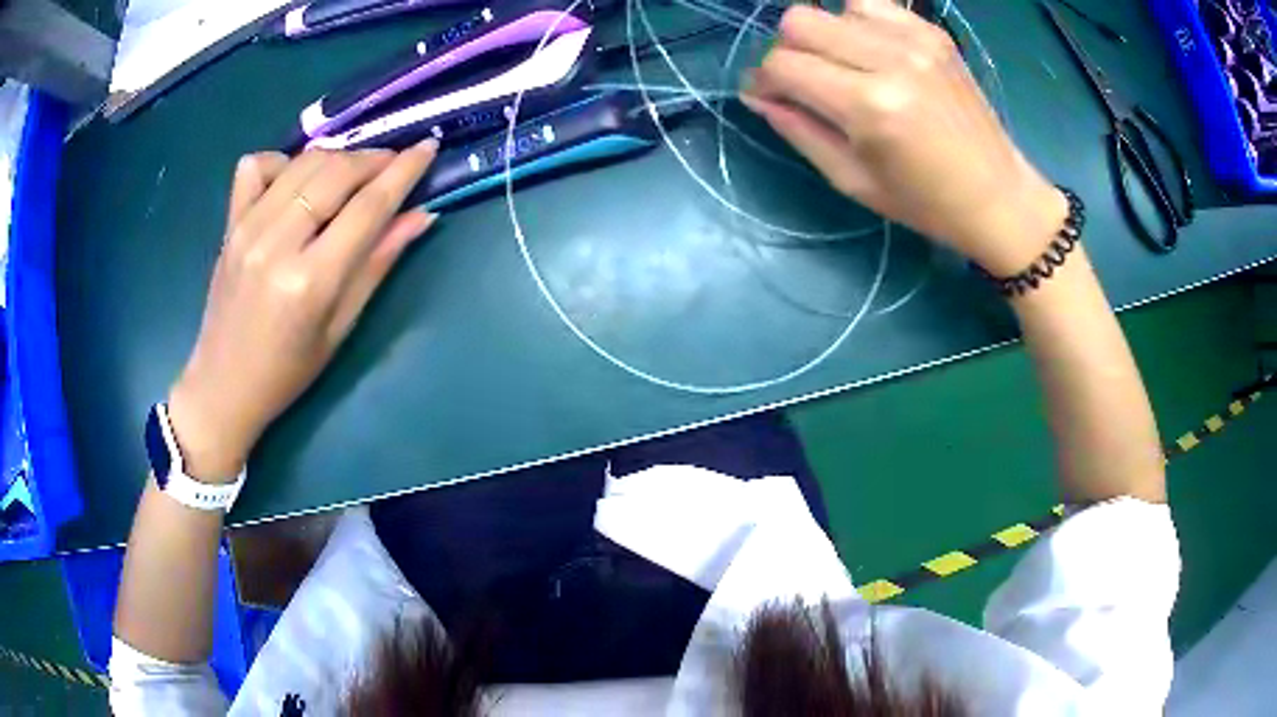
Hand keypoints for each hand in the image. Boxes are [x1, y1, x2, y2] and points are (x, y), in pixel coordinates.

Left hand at [167, 142, 438, 479]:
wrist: (223, 386)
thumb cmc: (288, 371)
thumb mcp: (341, 327)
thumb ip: (378, 263)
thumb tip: (421, 215)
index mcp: (310, 281)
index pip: (367, 207)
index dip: (403, 172)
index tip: (427, 147)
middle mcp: (277, 243)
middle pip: (336, 173)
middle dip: (373, 159)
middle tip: (392, 165)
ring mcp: (247, 228)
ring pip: (303, 162)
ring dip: (337, 158)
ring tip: (352, 175)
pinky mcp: (229, 223)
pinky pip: (257, 166)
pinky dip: (283, 162)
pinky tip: (295, 182)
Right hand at [742, 0, 1066, 275]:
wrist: (998, 196)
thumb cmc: (924, 202)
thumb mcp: (852, 181)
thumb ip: (798, 130)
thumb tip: (757, 95)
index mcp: (869, 107)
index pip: (783, 65)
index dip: (764, 80)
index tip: (769, 97)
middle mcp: (890, 59)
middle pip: (799, 21)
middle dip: (788, 51)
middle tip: (805, 81)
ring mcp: (916, 39)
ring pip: (833, 6)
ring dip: (825, 33)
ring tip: (844, 65)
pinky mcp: (933, 32)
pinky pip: (873, 5)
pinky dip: (859, 22)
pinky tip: (872, 52)